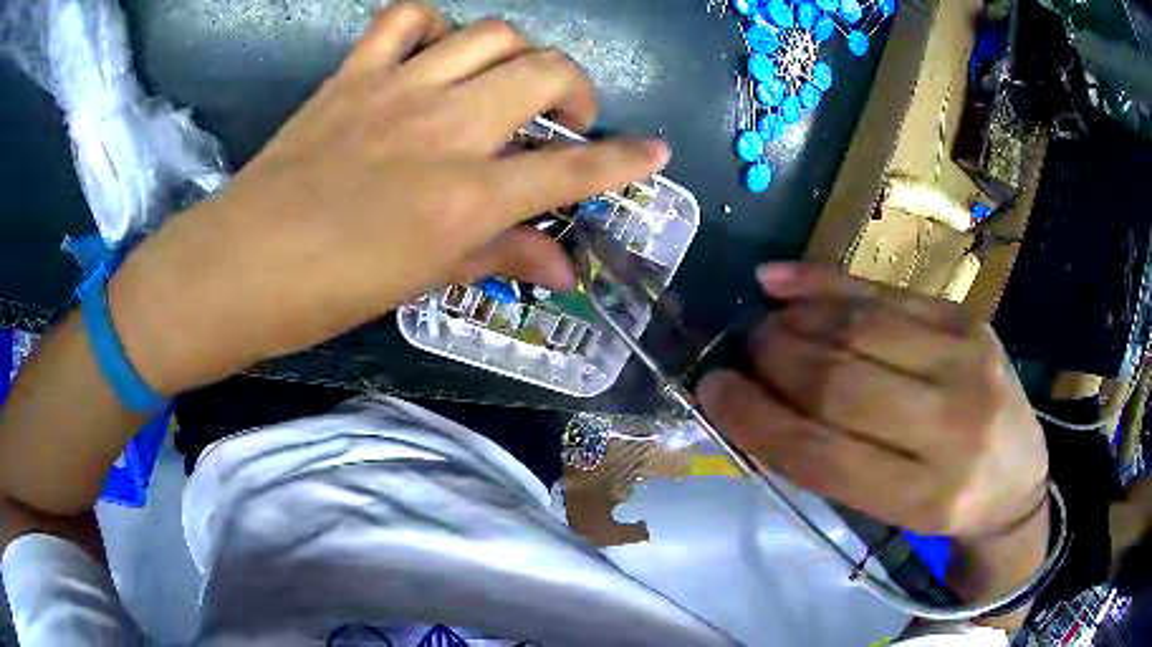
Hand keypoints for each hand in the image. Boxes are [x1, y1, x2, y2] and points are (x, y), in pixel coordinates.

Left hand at [108, 2, 669, 394]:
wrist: (238, 267)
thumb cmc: (329, 292)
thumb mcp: (422, 281)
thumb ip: (500, 258)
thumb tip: (565, 268)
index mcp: (464, 197)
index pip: (573, 169)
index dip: (627, 159)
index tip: (655, 149)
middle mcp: (445, 129)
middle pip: (546, 72)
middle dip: (577, 91)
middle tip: (564, 119)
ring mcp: (397, 89)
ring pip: (492, 33)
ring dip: (517, 54)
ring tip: (504, 82)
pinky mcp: (353, 73)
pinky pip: (407, 17)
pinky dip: (434, 25)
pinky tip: (433, 53)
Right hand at [697, 263, 1048, 539]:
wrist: (1018, 478)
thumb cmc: (944, 506)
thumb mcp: (888, 511)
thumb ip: (828, 462)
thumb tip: (753, 407)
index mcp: (926, 497)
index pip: (821, 451)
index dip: (756, 418)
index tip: (712, 391)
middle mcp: (953, 426)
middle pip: (840, 381)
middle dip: (772, 361)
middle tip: (738, 353)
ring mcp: (967, 361)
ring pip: (859, 327)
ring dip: (794, 321)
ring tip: (761, 324)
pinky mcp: (968, 320)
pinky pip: (885, 292)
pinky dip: (826, 284)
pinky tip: (781, 281)